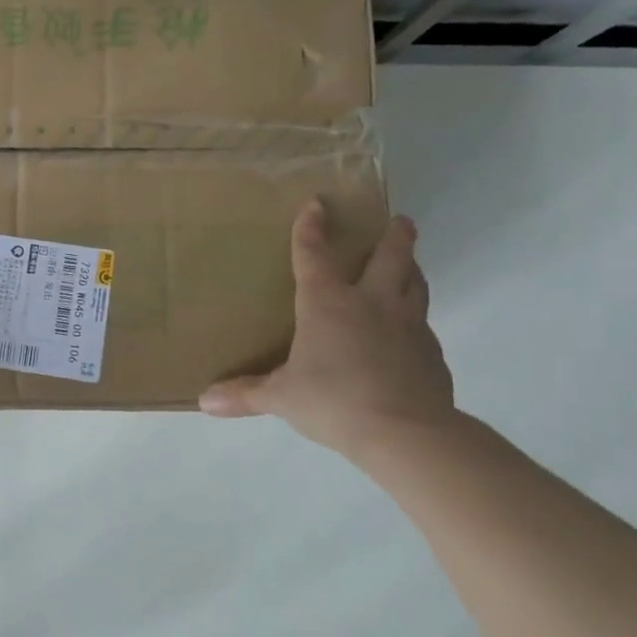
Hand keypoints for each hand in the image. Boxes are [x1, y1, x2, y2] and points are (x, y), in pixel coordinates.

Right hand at [198, 201, 455, 458]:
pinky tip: (410, 334)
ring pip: (415, 284)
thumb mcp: (281, 398)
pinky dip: (416, 320)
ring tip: (410, 263)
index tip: (316, 203)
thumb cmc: (334, 402)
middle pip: (389, 257)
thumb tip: (203, 400)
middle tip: (401, 220)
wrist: (407, 433)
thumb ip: (245, 394)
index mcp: (326, 304)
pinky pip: (424, 326)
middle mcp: (370, 303)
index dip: (311, 227)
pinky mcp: (432, 353)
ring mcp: (407, 325)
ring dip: (412, 268)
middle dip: (395, 236)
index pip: (314, 255)